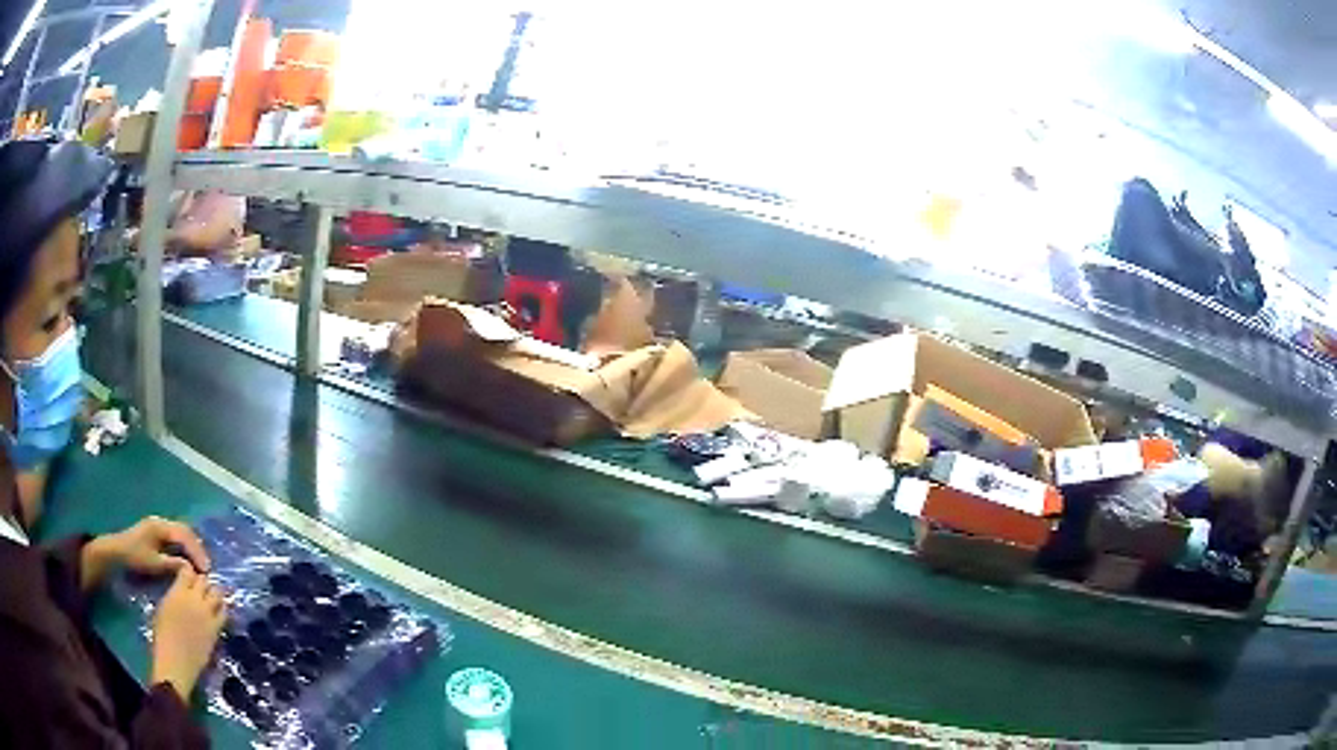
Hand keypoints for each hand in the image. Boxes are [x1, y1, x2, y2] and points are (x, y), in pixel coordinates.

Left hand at [81, 516, 210, 590]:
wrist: (117, 551)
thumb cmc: (135, 557)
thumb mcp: (154, 564)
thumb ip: (173, 565)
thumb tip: (191, 568)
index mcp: (161, 526)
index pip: (184, 535)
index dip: (197, 552)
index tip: (206, 569)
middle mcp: (161, 522)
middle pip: (185, 531)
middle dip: (197, 549)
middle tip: (206, 568)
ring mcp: (158, 526)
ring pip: (181, 534)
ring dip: (191, 548)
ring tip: (199, 565)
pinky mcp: (156, 533)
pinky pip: (175, 537)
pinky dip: (184, 548)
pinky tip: (187, 560)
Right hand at [151, 566, 226, 700]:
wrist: (175, 661)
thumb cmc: (162, 635)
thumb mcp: (164, 606)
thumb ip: (175, 594)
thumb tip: (182, 591)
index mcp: (178, 591)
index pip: (187, 569)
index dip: (189, 570)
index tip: (189, 575)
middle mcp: (194, 599)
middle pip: (204, 580)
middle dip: (203, 581)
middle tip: (202, 587)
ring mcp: (207, 614)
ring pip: (217, 593)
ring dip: (215, 593)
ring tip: (212, 597)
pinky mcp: (216, 629)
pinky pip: (223, 613)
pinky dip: (223, 609)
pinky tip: (220, 611)